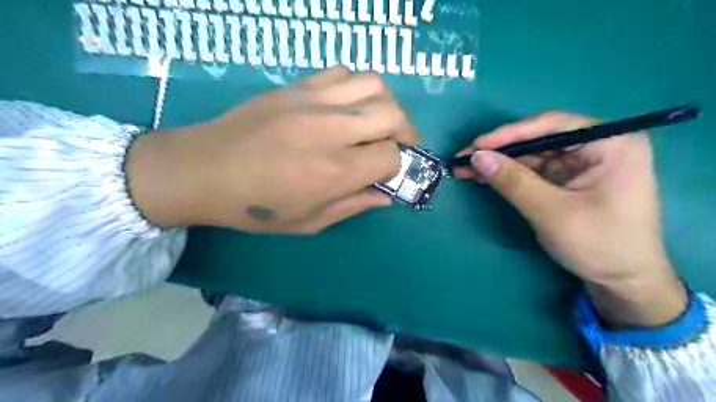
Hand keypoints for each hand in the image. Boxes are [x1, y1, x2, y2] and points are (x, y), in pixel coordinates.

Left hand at [128, 67, 419, 233]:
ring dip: (386, 104)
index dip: (395, 165)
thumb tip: (385, 196)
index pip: (390, 155)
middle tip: (400, 142)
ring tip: (377, 120)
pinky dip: (356, 87)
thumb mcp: (308, 222)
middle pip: (392, 114)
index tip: (385, 172)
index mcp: (335, 171)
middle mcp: (331, 131)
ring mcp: (313, 102)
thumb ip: (353, 206)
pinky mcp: (296, 87)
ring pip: (373, 84)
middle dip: (405, 130)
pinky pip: (342, 73)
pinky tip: (347, 105)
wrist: (203, 170)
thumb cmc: (256, 207)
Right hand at [455, 111, 683, 325]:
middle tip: (464, 158)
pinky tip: (485, 177)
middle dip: (500, 150)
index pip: (552, 125)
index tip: (476, 145)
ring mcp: (581, 164)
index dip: (510, 133)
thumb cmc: (599, 244)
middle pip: (539, 139)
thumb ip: (513, 181)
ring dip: (499, 163)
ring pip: (532, 155)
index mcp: (610, 143)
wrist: (622, 283)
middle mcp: (597, 146)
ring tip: (465, 169)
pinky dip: (508, 175)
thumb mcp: (551, 211)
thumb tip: (476, 157)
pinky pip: (533, 171)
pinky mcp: (568, 180)